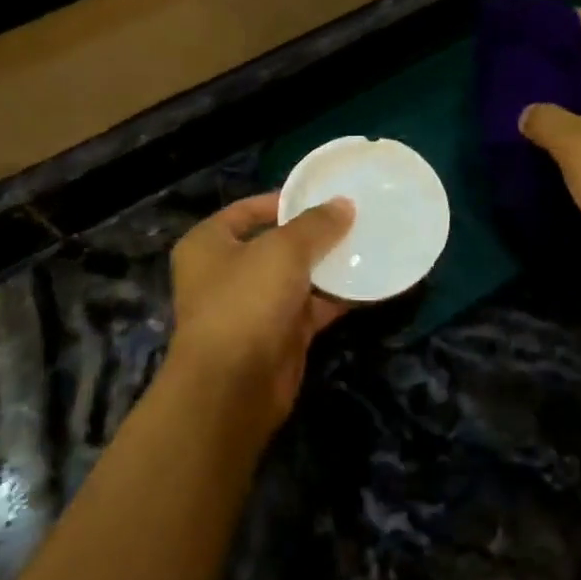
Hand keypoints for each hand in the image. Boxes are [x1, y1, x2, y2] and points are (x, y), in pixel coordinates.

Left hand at [164, 192, 354, 435]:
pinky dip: (338, 298)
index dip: (284, 200)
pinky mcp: (279, 334)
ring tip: (370, 244)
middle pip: (276, 243)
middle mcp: (227, 272)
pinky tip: (370, 283)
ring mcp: (253, 306)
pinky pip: (312, 307)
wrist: (234, 385)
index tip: (325, 194)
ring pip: (297, 277)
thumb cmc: (246, 300)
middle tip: (355, 218)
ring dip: (330, 265)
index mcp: (209, 243)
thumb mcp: (283, 250)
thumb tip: (344, 205)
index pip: (248, 210)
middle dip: (314, 234)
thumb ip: (316, 224)